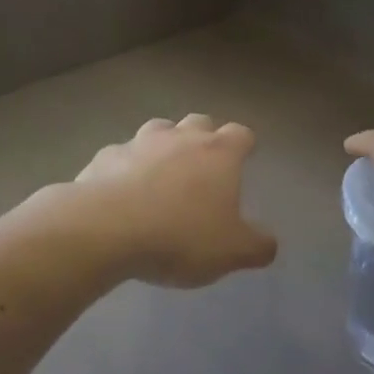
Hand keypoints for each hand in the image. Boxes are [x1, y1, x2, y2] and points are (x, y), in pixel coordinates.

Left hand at [71, 114, 277, 287]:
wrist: (105, 229)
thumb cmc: (180, 236)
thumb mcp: (231, 252)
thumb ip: (256, 246)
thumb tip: (269, 244)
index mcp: (219, 153)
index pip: (241, 134)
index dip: (245, 144)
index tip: (245, 156)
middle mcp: (181, 138)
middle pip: (200, 122)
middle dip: (205, 136)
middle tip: (204, 164)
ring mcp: (140, 142)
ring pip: (159, 129)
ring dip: (164, 145)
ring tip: (162, 172)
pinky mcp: (105, 156)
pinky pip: (121, 155)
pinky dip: (126, 166)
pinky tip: (121, 191)